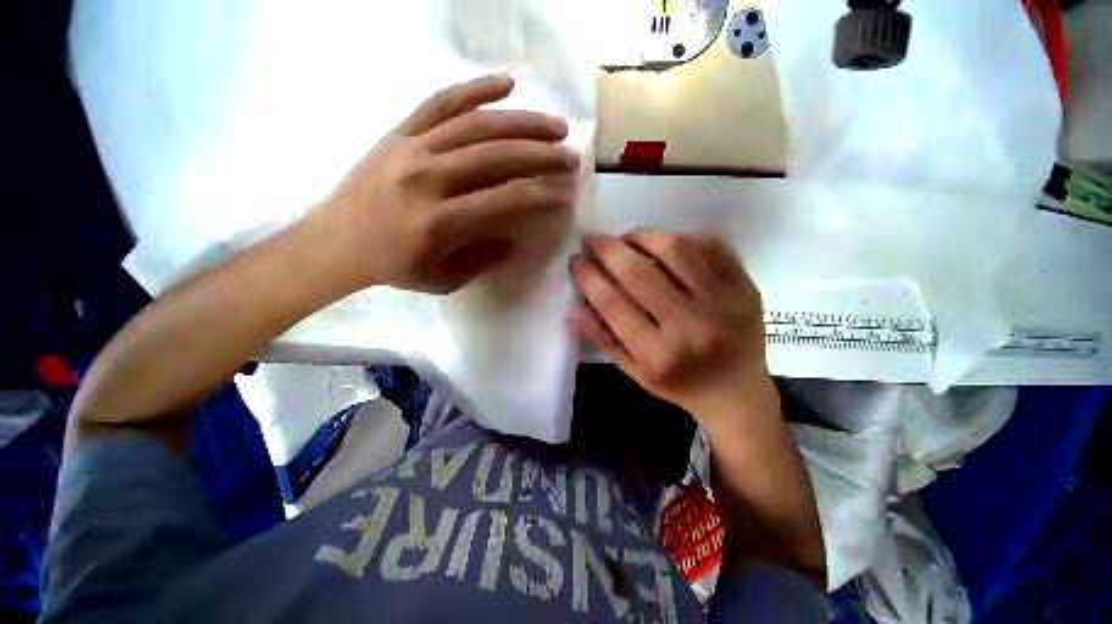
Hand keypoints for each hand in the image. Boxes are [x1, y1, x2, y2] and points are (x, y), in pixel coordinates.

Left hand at [311, 74, 579, 294]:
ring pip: (475, 125)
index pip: (504, 200)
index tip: (566, 195)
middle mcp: (427, 177)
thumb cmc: (391, 268)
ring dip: (521, 122)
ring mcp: (411, 148)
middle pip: (496, 156)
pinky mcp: (399, 132)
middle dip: (541, 154)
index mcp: (439, 221)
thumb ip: (484, 260)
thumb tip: (517, 243)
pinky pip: (439, 102)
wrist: (333, 242)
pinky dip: (474, 89)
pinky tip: (506, 84)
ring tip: (553, 125)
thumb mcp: (443, 280)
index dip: (540, 196)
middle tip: (571, 155)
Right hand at [568, 231, 769, 420]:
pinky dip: (681, 238)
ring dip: (643, 236)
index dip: (588, 276)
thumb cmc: (678, 384)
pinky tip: (664, 243)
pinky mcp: (744, 286)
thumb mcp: (633, 370)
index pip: (612, 303)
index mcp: (657, 354)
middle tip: (592, 239)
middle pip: (639, 273)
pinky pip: (710, 246)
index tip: (576, 260)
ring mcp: (723, 302)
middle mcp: (689, 326)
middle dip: (607, 250)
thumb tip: (572, 309)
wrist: (737, 392)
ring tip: (627, 238)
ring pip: (676, 250)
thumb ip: (602, 338)